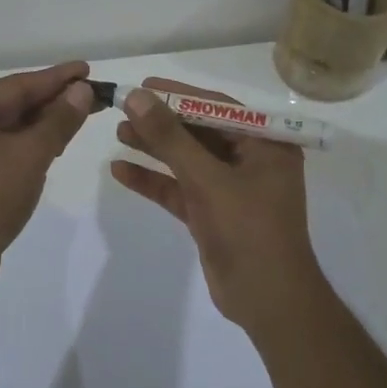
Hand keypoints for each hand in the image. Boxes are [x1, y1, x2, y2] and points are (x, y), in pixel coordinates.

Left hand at [0, 61, 95, 298]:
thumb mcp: (29, 156)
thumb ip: (58, 121)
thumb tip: (81, 91)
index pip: (19, 84)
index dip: (57, 78)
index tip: (87, 68)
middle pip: (14, 104)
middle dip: (53, 101)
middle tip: (92, 94)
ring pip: (10, 128)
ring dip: (44, 124)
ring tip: (80, 117)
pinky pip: (4, 149)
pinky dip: (30, 145)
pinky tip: (54, 147)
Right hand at [110, 78, 324, 331]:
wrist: (267, 301)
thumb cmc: (248, 230)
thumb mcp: (207, 179)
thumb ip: (171, 138)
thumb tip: (137, 97)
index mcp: (265, 144)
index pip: (217, 107)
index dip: (179, 94)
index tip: (143, 86)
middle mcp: (250, 161)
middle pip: (199, 131)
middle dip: (162, 122)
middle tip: (123, 109)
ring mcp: (230, 189)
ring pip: (187, 160)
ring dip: (154, 148)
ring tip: (118, 133)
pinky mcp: (212, 214)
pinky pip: (180, 189)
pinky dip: (154, 180)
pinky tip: (120, 171)